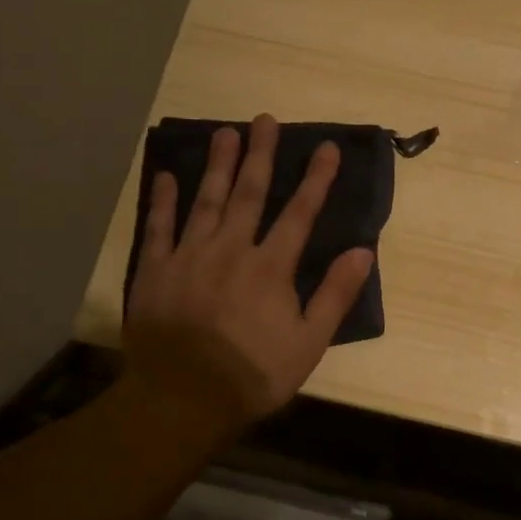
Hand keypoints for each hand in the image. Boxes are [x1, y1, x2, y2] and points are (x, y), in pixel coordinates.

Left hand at [125, 114, 374, 437]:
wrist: (183, 399)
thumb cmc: (253, 374)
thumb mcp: (309, 343)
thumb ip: (335, 294)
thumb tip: (364, 251)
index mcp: (271, 267)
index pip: (300, 213)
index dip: (316, 179)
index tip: (327, 148)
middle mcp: (231, 249)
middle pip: (249, 194)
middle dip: (261, 155)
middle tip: (265, 120)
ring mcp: (189, 256)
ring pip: (206, 201)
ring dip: (218, 166)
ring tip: (226, 132)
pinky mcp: (156, 270)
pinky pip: (159, 227)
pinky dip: (163, 200)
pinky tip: (167, 175)